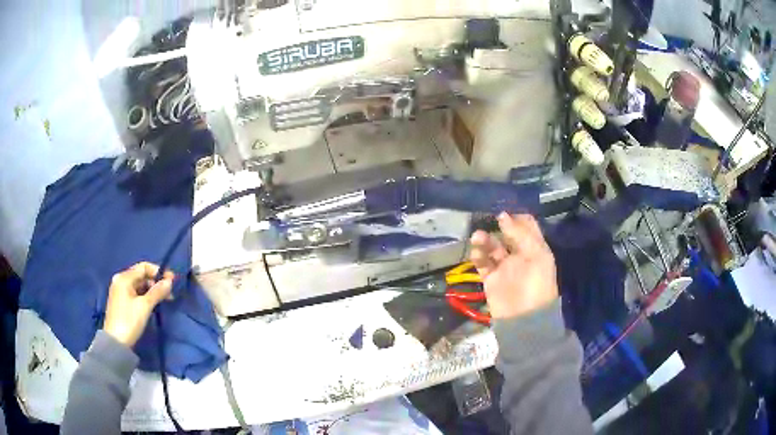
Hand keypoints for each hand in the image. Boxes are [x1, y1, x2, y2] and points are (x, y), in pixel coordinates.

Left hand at [103, 262, 173, 346]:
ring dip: (152, 290)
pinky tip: (153, 303)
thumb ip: (157, 292)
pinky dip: (145, 296)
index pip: (144, 267)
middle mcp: (120, 280)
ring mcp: (120, 291)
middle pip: (141, 275)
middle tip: (170, 292)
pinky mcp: (121, 301)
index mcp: (124, 278)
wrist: (116, 342)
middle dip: (156, 282)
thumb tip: (169, 282)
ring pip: (139, 285)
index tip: (172, 281)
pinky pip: (136, 293)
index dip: (158, 271)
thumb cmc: (129, 321)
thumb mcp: (144, 306)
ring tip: (164, 299)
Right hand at [470, 213, 558, 318]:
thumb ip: (520, 234)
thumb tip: (502, 215)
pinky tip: (476, 251)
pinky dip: (478, 255)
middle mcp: (519, 254)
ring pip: (492, 246)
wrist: (525, 318)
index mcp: (535, 248)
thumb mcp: (537, 255)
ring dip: (485, 239)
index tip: (503, 212)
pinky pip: (482, 262)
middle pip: (506, 234)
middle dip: (497, 226)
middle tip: (486, 219)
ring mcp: (504, 267)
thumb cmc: (537, 284)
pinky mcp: (490, 278)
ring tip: (477, 237)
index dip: (515, 217)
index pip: (526, 226)